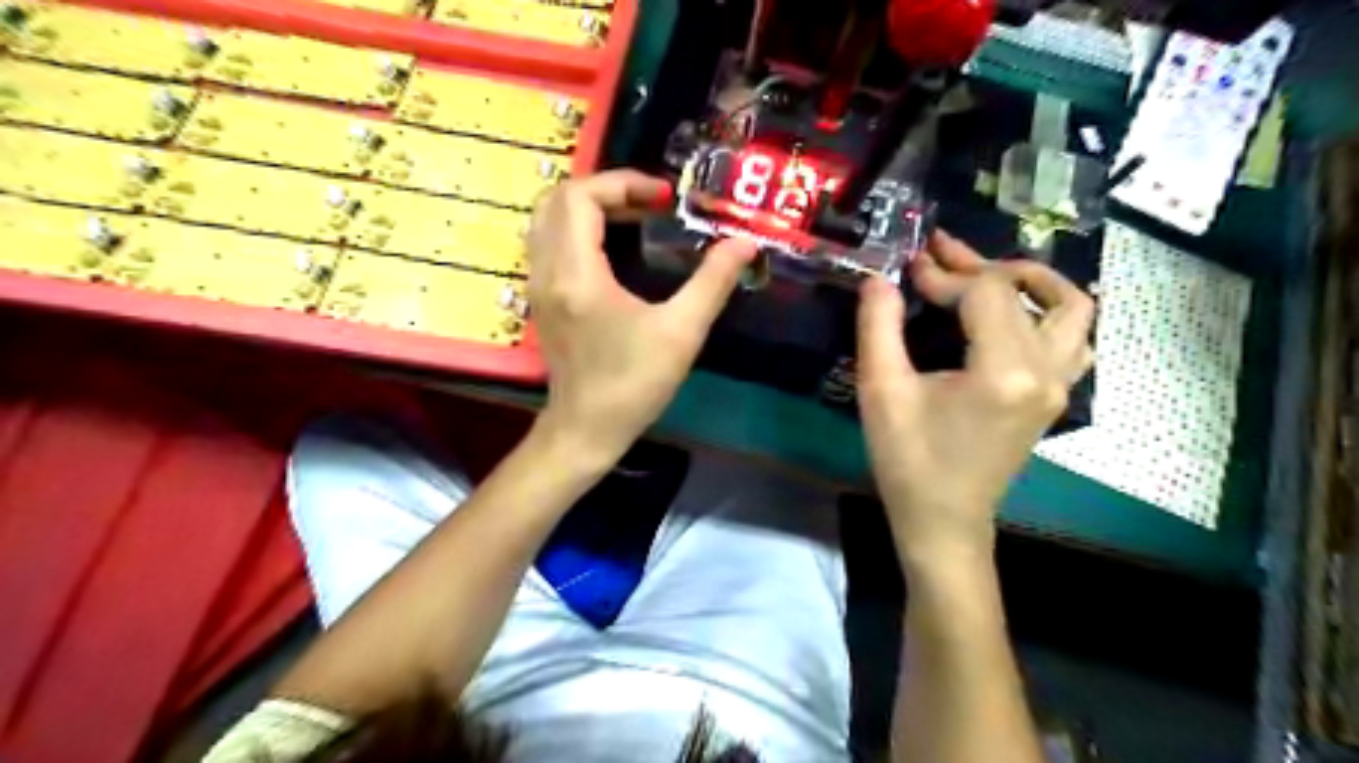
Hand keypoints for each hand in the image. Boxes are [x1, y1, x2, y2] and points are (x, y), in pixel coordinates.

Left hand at [527, 170, 758, 460]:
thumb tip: (744, 243)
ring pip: (548, 219)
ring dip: (590, 207)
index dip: (624, 183)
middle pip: (558, 198)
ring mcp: (538, 285)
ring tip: (634, 218)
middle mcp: (547, 271)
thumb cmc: (633, 384)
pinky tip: (614, 248)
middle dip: (607, 189)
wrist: (586, 429)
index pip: (581, 196)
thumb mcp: (681, 333)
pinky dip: (577, 228)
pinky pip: (549, 242)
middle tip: (650, 204)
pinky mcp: (542, 299)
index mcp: (577, 274)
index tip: (664, 198)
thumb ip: (713, 282)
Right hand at [857, 235, 1091, 568]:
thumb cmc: (908, 460)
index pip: (984, 293)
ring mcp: (1059, 385)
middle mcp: (1045, 370)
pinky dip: (1048, 314)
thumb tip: (880, 278)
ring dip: (1032, 282)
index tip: (907, 268)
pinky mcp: (1055, 397)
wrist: (943, 519)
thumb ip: (879, 327)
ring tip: (989, 274)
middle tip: (938, 252)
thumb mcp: (881, 391)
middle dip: (977, 266)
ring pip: (1072, 309)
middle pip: (1023, 292)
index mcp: (1004, 370)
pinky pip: (1073, 339)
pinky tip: (1012, 316)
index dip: (944, 273)